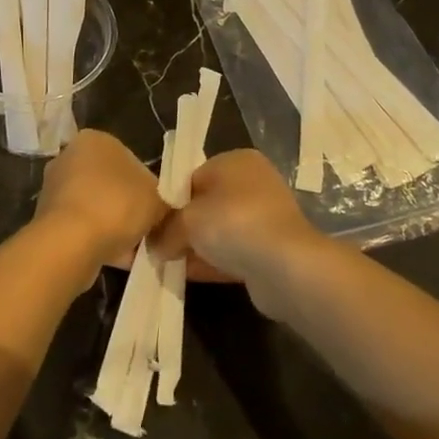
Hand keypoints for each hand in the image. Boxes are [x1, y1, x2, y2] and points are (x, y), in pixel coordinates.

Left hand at [34, 130, 166, 277]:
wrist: (70, 242)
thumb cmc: (117, 205)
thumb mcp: (157, 198)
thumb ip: (163, 200)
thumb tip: (163, 211)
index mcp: (95, 139)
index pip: (129, 159)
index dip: (147, 186)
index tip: (157, 209)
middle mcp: (70, 156)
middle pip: (110, 184)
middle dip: (128, 206)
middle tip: (147, 230)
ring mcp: (55, 188)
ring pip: (96, 207)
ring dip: (113, 226)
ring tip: (135, 250)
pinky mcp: (47, 218)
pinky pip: (81, 227)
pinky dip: (98, 240)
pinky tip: (118, 260)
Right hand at [151, 150, 328, 316]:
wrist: (286, 265)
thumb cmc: (233, 223)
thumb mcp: (187, 220)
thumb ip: (166, 230)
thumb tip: (153, 246)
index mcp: (236, 161)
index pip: (193, 177)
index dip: (172, 201)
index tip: (154, 223)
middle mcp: (253, 183)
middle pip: (206, 205)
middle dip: (183, 227)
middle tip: (158, 248)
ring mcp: (264, 218)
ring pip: (220, 231)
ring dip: (196, 248)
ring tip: (168, 265)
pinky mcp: (270, 249)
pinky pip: (233, 253)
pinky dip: (212, 263)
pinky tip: (187, 276)